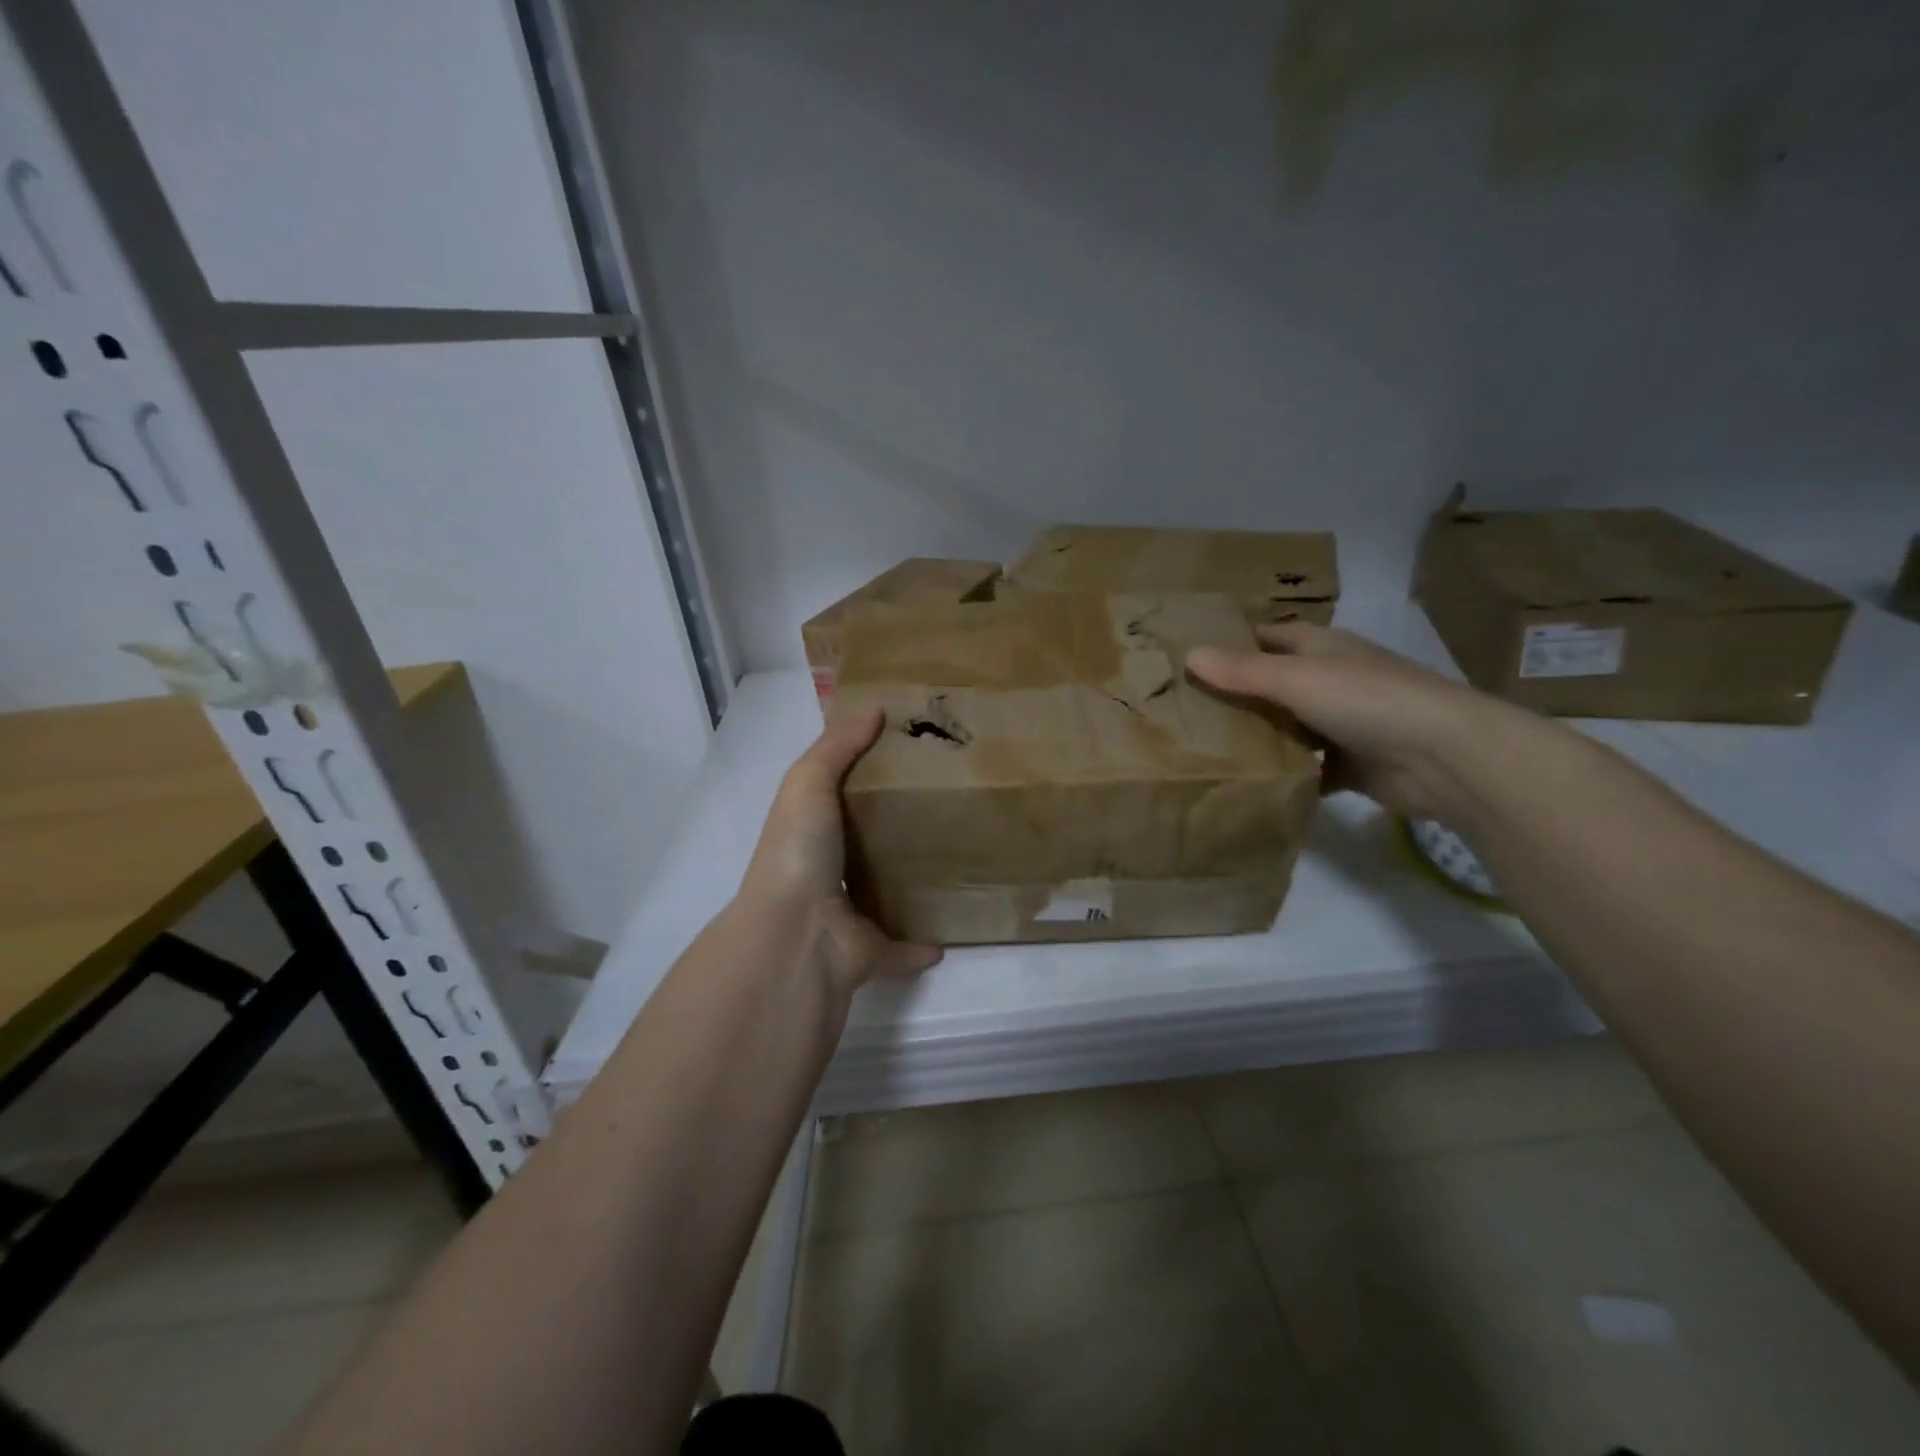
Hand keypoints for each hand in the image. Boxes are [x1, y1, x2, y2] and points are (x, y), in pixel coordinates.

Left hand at [738, 706, 942, 994]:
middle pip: (864, 847)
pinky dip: (922, 945)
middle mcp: (826, 873)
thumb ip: (837, 747)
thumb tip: (875, 708)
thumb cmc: (799, 851)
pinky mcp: (872, 951)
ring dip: (908, 883)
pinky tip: (951, 934)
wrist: (797, 933)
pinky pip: (901, 948)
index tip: (910, 756)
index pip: (838, 800)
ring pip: (883, 895)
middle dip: (894, 831)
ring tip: (953, 862)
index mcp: (810, 833)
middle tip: (946, 806)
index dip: (865, 778)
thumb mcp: (808, 783)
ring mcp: (847, 916)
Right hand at [1186, 622, 1515, 819]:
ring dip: (1257, 736)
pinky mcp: (1350, 765)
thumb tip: (1189, 653)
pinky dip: (1282, 773)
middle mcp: (1332, 680)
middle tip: (1183, 708)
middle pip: (1274, 683)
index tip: (1191, 655)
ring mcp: (1343, 724)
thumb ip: (1242, 671)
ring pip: (1287, 727)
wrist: (1443, 757)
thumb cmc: (1367, 700)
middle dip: (1236, 693)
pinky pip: (1305, 767)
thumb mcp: (1296, 679)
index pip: (1269, 636)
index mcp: (1323, 648)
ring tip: (1202, 747)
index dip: (1234, 641)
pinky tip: (1247, 782)